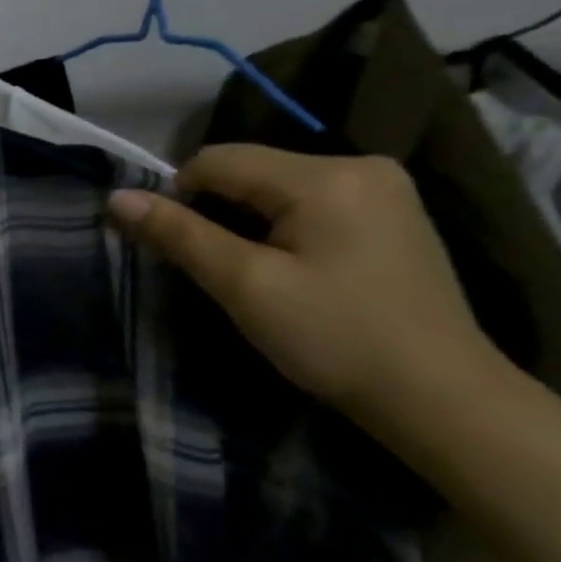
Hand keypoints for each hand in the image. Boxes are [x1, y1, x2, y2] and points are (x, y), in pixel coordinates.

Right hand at [107, 145, 504, 426]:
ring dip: (247, 220)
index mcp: (325, 176)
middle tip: (218, 267)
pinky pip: (308, 202)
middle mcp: (360, 164)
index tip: (180, 248)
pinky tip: (293, 267)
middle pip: (249, 170)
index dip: (180, 197)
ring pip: (275, 187)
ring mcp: (383, 189)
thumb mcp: (244, 285)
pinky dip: (281, 226)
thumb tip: (115, 198)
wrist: (445, 401)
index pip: (218, 160)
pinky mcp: (392, 214)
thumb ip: (179, 234)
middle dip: (217, 210)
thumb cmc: (336, 338)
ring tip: (254, 271)